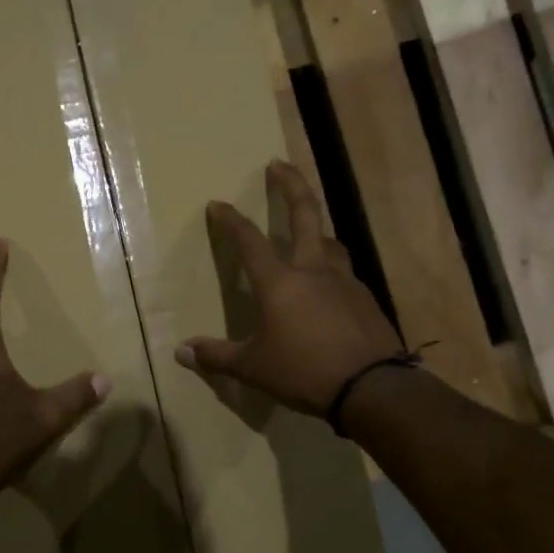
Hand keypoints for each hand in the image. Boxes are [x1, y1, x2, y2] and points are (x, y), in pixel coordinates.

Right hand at [177, 161, 405, 416]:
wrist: (372, 388)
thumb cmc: (304, 372)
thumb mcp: (254, 368)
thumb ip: (217, 356)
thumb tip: (181, 352)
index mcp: (280, 282)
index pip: (249, 241)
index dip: (231, 220)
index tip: (218, 203)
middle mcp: (313, 270)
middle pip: (304, 213)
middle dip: (291, 184)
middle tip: (279, 164)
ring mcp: (344, 281)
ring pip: (330, 241)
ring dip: (316, 229)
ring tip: (309, 231)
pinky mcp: (365, 298)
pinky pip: (344, 273)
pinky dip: (332, 269)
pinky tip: (328, 287)